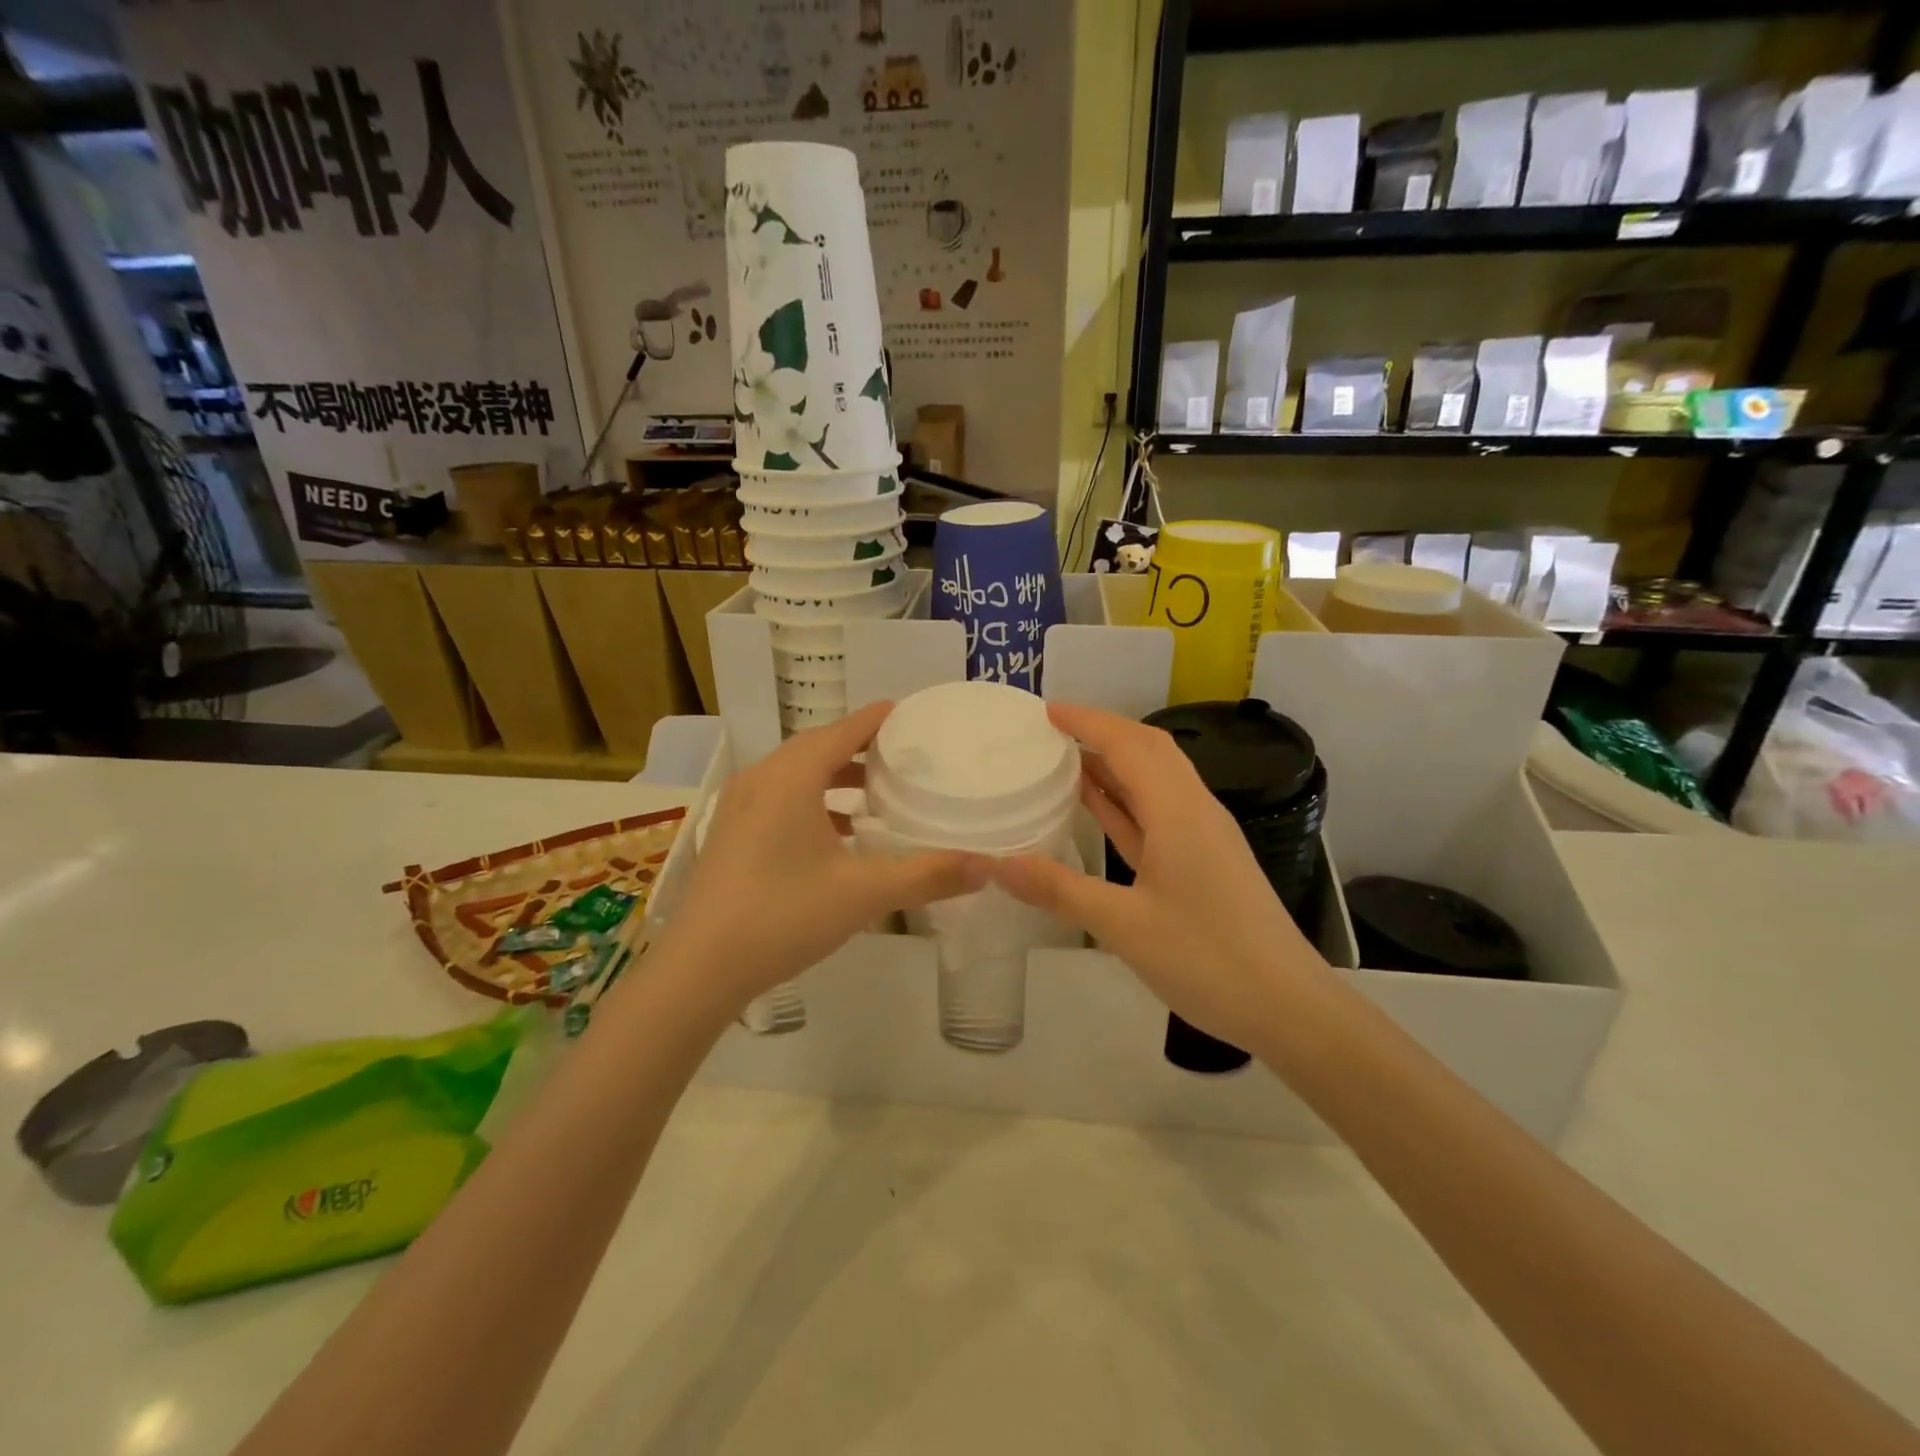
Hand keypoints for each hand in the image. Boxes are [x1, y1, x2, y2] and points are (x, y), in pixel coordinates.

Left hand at [661, 701, 988, 1007]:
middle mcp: (762, 779)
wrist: (699, 968)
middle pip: (817, 747)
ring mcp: (740, 807)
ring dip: (834, 776)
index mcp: (791, 776)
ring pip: (796, 774)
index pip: (843, 730)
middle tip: (902, 754)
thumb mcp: (864, 893)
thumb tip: (989, 867)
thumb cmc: (783, 915)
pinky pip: (780, 798)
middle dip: (860, 747)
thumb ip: (928, 875)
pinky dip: (813, 801)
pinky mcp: (732, 834)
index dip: (878, 719)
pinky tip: (837, 834)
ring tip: (875, 792)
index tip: (910, 713)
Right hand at [993, 702, 1326, 1052]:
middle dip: (1101, 731)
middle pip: (1148, 750)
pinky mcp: (1204, 861)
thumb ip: (1058, 889)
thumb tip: (995, 863)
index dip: (1087, 721)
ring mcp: (1202, 836)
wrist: (1288, 1007)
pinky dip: (1126, 800)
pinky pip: (1158, 813)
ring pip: (1155, 780)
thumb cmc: (1208, 959)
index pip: (1129, 744)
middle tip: (1051, 731)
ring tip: (1064, 759)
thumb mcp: (1123, 926)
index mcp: (1178, 811)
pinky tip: (1099, 808)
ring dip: (1114, 763)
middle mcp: (1194, 811)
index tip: (1045, 711)